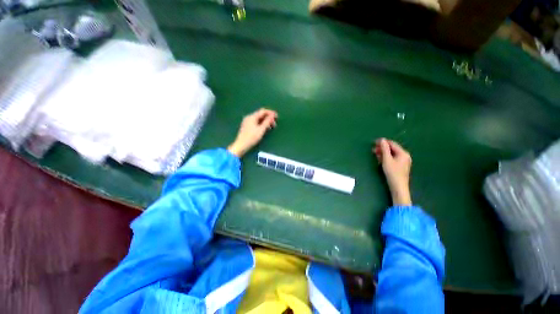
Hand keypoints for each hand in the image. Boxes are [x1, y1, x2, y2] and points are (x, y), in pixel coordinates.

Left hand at [228, 108, 277, 157]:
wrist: (241, 145)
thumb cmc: (251, 137)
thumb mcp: (261, 130)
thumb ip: (267, 122)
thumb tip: (272, 115)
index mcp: (252, 117)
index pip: (263, 111)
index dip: (271, 113)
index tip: (277, 117)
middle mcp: (249, 117)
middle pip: (261, 115)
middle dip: (268, 118)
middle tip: (274, 124)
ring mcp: (247, 122)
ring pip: (259, 119)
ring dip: (266, 122)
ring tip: (271, 127)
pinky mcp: (247, 126)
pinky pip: (256, 122)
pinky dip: (261, 124)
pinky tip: (265, 129)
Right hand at [373, 138, 411, 205]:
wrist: (398, 186)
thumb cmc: (392, 172)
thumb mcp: (387, 159)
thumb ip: (384, 149)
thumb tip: (382, 139)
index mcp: (403, 153)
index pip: (392, 144)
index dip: (383, 142)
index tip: (373, 143)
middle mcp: (404, 156)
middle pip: (392, 149)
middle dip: (382, 148)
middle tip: (373, 150)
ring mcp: (403, 161)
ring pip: (391, 154)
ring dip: (383, 153)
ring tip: (375, 154)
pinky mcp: (400, 166)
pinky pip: (392, 158)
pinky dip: (386, 158)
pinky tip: (380, 160)